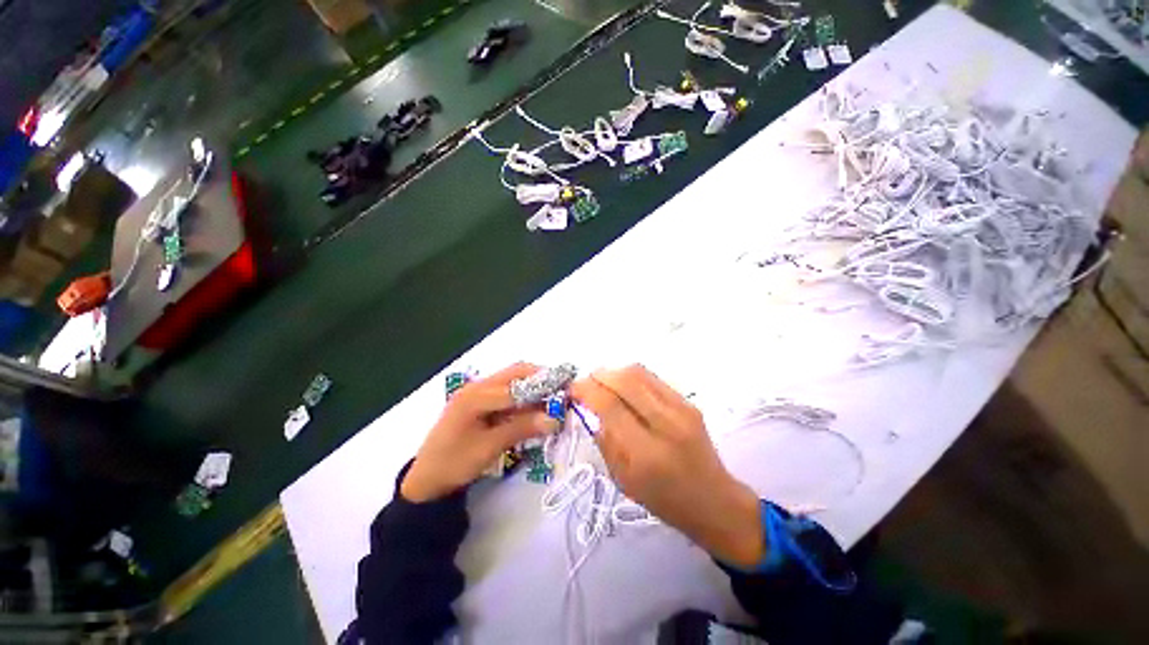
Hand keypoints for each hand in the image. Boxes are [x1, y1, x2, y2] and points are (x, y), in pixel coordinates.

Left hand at [401, 363, 553, 502]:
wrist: (426, 479)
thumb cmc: (453, 464)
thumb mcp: (488, 448)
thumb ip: (521, 429)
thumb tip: (554, 419)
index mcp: (475, 396)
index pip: (516, 385)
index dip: (542, 388)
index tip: (565, 392)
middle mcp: (477, 387)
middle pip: (515, 373)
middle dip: (541, 378)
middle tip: (562, 390)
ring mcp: (479, 392)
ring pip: (513, 381)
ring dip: (535, 387)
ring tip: (554, 399)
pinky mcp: (482, 402)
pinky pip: (508, 393)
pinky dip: (525, 398)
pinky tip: (536, 408)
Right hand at [570, 365, 765, 568]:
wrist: (714, 500)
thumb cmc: (664, 499)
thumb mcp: (623, 480)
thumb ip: (605, 440)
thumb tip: (591, 409)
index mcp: (646, 453)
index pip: (610, 405)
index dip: (587, 390)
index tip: (572, 389)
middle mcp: (666, 424)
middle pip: (625, 380)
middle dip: (599, 375)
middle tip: (586, 383)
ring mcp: (681, 409)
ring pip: (639, 373)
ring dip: (614, 372)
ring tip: (602, 382)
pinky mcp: (688, 402)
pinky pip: (652, 378)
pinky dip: (631, 376)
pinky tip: (623, 386)